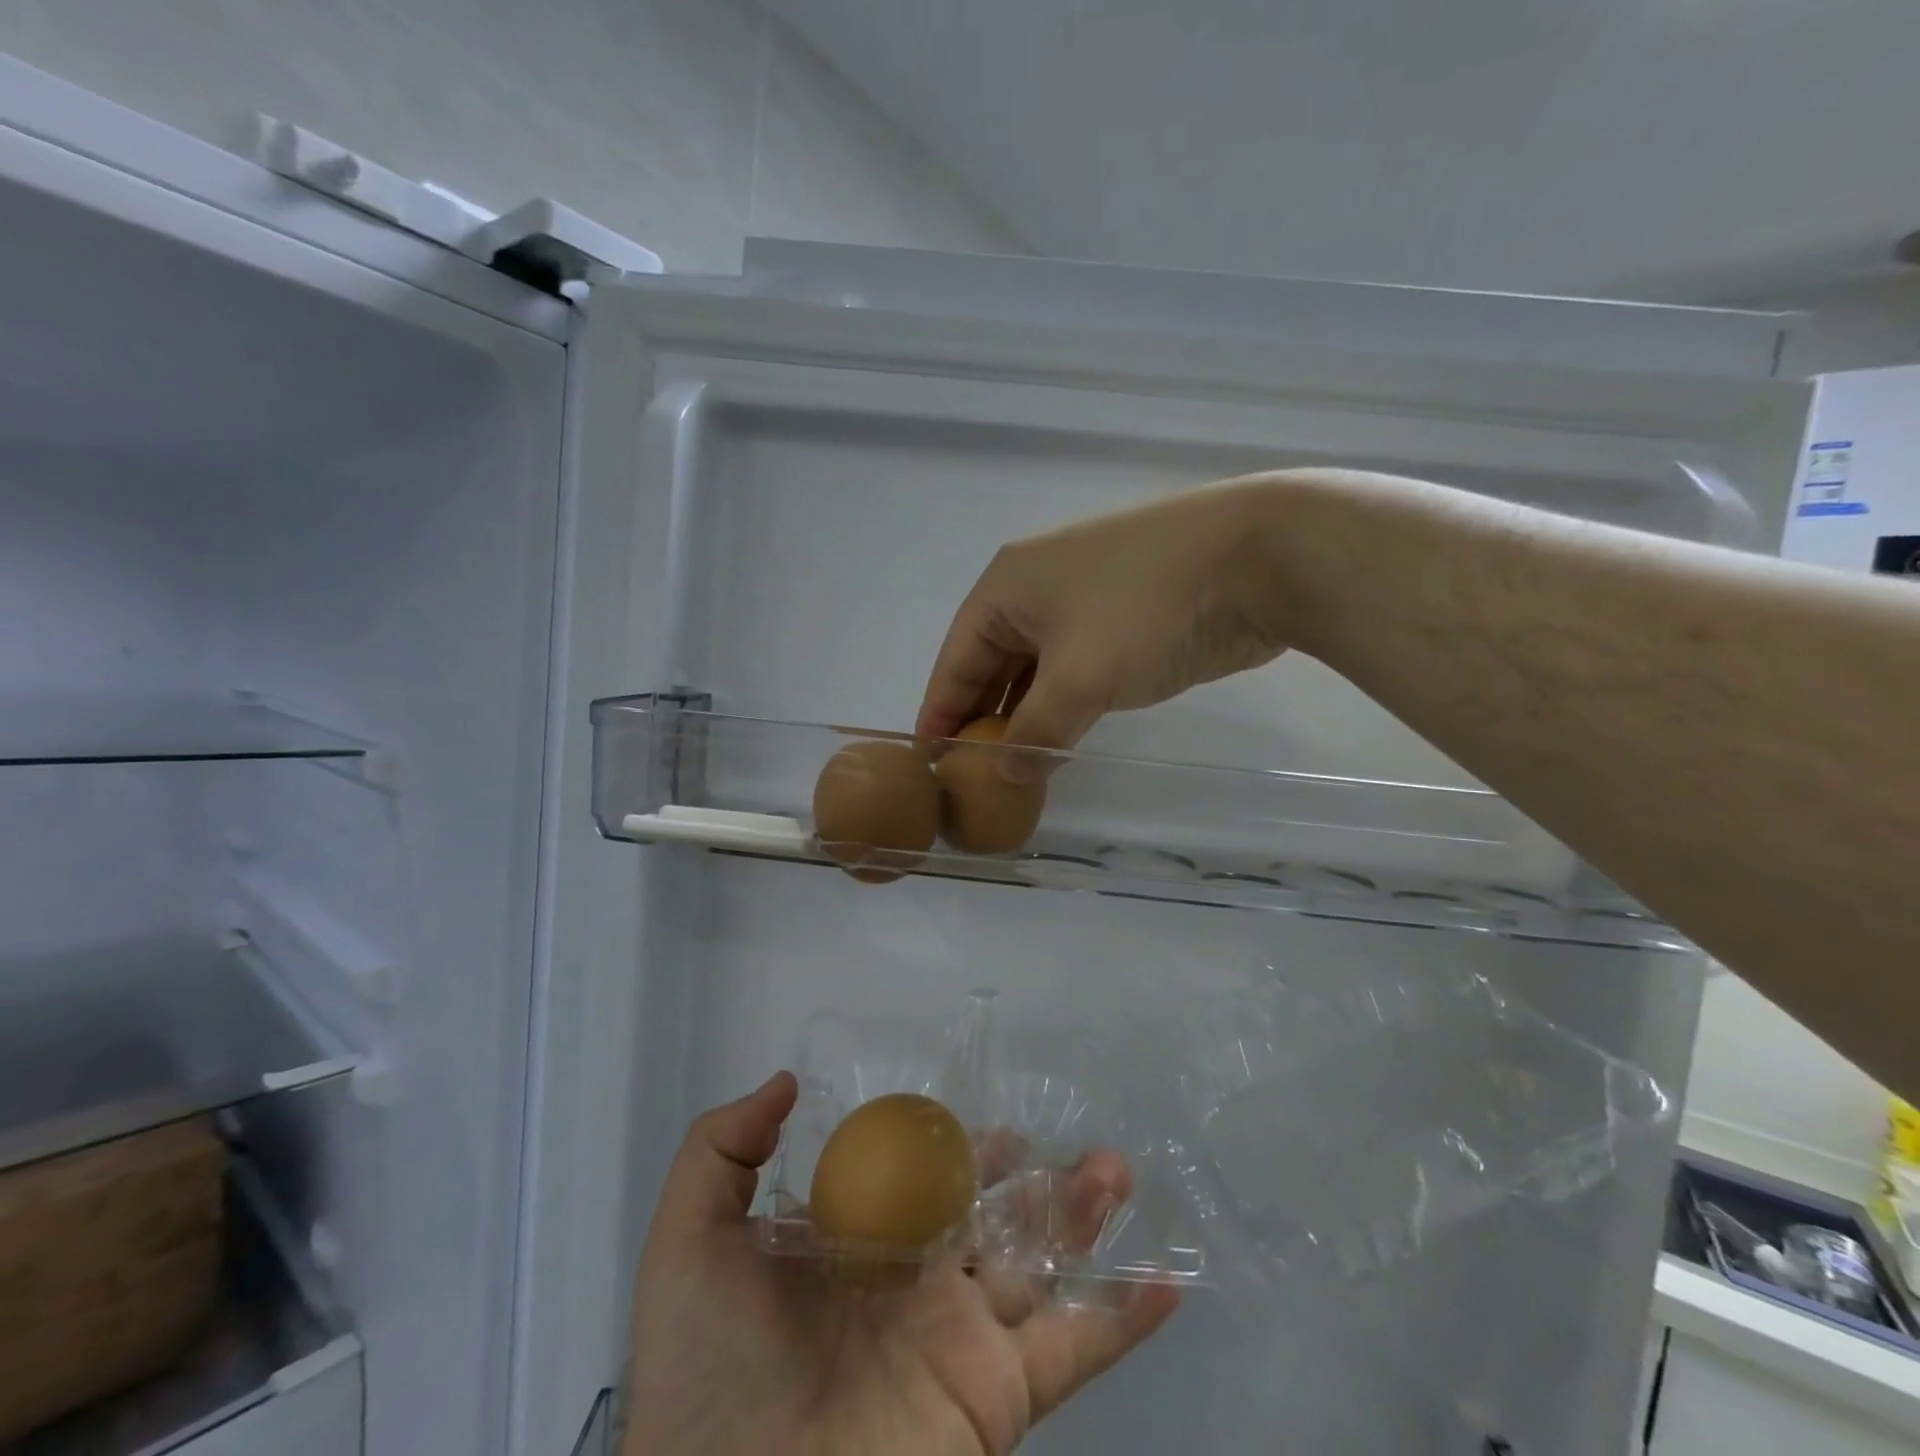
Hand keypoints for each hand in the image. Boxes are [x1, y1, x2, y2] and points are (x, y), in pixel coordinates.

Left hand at [622, 1073, 1179, 1455]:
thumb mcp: (691, 1238)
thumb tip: (785, 1083)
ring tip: (1116, 1170)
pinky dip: (1123, 1322)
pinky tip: (1167, 1286)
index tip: (993, 1127)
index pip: (927, 1188)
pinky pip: (1074, 1353)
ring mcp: (963, 1341)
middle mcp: (920, 1289)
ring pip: (1042, 1265)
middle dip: (1038, 1182)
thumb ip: (724, 1149)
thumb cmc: (706, 1365)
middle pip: (995, 1221)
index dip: (963, 1155)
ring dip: (1085, 1220)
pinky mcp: (996, 1397)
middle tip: (1080, 1144)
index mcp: (864, 1251)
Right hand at [916, 476, 1296, 753]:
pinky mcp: (1122, 620)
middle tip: (967, 773)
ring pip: (1034, 669)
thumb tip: (1005, 775)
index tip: (925, 759)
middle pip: (990, 662)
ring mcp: (1082, 601)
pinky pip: (1072, 670)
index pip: (955, 658)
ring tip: (1008, 767)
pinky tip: (1057, 740)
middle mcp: (1035, 588)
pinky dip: (1059, 705)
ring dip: (1022, 715)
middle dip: (980, 717)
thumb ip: (1036, 733)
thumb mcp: (1079, 679)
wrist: (1256, 558)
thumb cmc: (1147, 610)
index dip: (939, 710)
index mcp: (1007, 586)